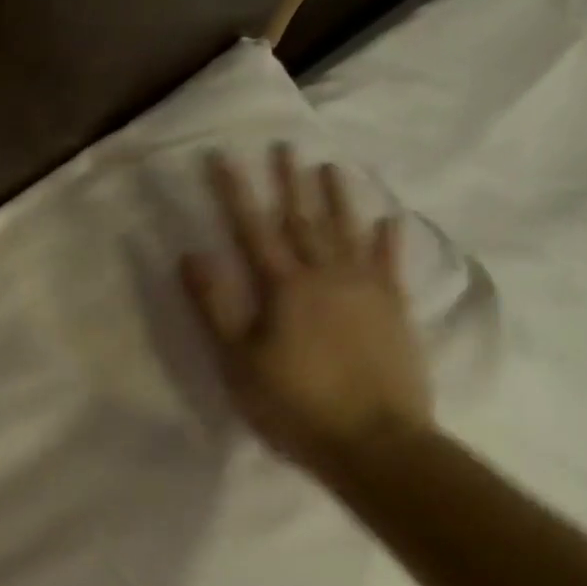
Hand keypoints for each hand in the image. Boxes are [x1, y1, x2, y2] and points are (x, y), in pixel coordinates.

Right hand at [179, 146, 431, 472]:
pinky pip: (389, 263)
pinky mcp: (394, 310)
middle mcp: (328, 276)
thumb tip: (192, 254)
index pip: (253, 229)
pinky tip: (387, 220)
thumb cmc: (292, 404)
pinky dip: (387, 239)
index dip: (235, 192)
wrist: (373, 440)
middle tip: (283, 145)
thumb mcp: (238, 360)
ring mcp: (367, 289)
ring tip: (329, 166)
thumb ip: (216, 305)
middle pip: (304, 219)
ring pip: (349, 231)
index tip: (223, 157)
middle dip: (289, 181)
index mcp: (285, 288)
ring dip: (337, 197)